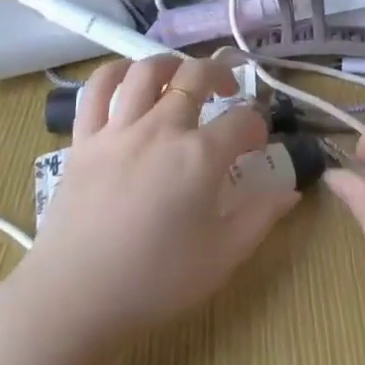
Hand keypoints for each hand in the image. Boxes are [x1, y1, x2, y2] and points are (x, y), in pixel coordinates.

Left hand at [18, 55, 297, 351]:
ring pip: (147, 70)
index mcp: (199, 157)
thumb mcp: (222, 257)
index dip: (258, 127)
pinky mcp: (83, 139)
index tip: (257, 144)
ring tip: (180, 77)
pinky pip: (97, 89)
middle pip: (196, 76)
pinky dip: (116, 73)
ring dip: (171, 64)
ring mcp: (118, 129)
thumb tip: (290, 190)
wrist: (73, 299)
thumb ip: (260, 218)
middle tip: (227, 91)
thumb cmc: (154, 282)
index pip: (243, 121)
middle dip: (220, 75)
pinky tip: (128, 79)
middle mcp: (161, 129)